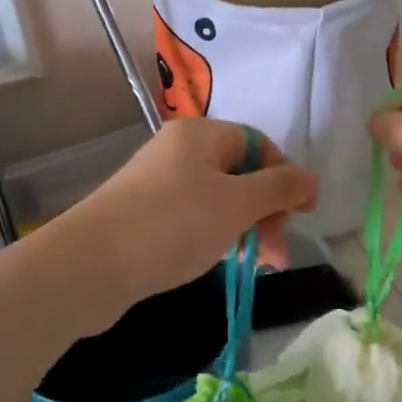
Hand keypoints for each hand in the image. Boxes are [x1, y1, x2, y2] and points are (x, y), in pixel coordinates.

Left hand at [65, 118, 317, 309]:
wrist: (91, 265)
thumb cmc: (173, 224)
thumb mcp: (236, 204)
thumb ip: (279, 188)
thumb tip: (310, 178)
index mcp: (200, 135)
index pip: (257, 144)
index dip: (284, 176)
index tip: (302, 214)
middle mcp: (178, 152)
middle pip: (239, 173)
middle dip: (266, 211)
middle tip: (277, 252)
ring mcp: (158, 184)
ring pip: (218, 201)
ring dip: (245, 229)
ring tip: (259, 266)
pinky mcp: (145, 216)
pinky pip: (194, 219)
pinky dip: (215, 237)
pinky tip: (222, 261)